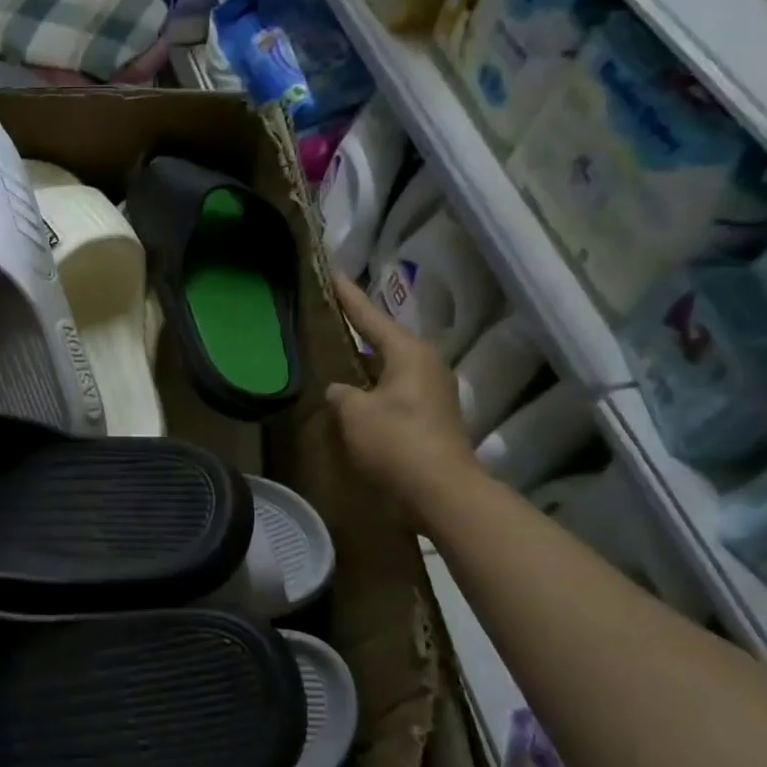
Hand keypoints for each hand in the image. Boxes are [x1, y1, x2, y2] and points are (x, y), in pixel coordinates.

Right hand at [326, 275, 485, 530]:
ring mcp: (430, 391)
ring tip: (333, 358)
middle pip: (382, 340)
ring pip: (387, 368)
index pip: (369, 316)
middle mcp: (425, 364)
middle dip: (355, 331)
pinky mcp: (429, 417)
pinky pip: (392, 391)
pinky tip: (351, 397)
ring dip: (362, 365)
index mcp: (408, 352)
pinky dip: (371, 390)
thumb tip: (340, 390)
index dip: (346, 297)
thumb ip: (341, 393)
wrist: (440, 491)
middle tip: (326, 319)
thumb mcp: (354, 413)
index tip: (330, 274)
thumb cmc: (395, 442)